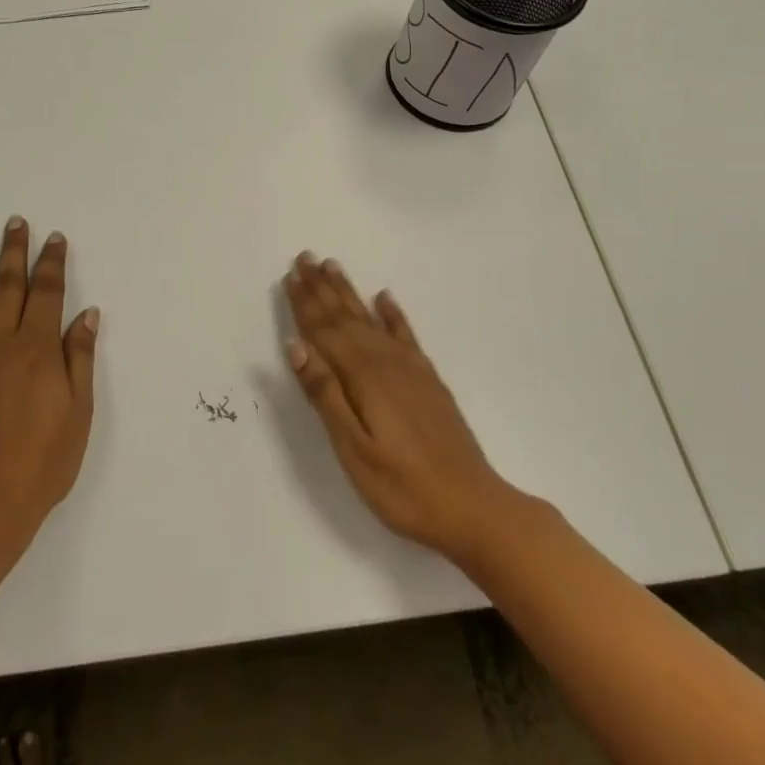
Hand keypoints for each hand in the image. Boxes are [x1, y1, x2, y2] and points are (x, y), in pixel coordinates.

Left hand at [0, 218, 97, 562]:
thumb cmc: (41, 466)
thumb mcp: (78, 415)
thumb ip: (79, 359)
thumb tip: (87, 314)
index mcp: (36, 350)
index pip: (47, 293)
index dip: (52, 263)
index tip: (53, 238)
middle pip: (7, 286)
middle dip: (13, 251)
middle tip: (14, 222)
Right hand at [282, 252, 518, 563]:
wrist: (473, 507)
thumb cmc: (402, 487)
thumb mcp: (353, 448)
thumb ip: (324, 394)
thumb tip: (296, 345)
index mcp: (363, 377)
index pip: (325, 331)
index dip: (305, 304)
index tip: (290, 274)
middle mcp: (386, 362)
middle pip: (347, 317)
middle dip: (323, 288)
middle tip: (305, 257)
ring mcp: (411, 370)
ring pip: (371, 319)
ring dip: (350, 293)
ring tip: (334, 267)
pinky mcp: (428, 381)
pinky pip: (405, 335)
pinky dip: (393, 314)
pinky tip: (385, 298)